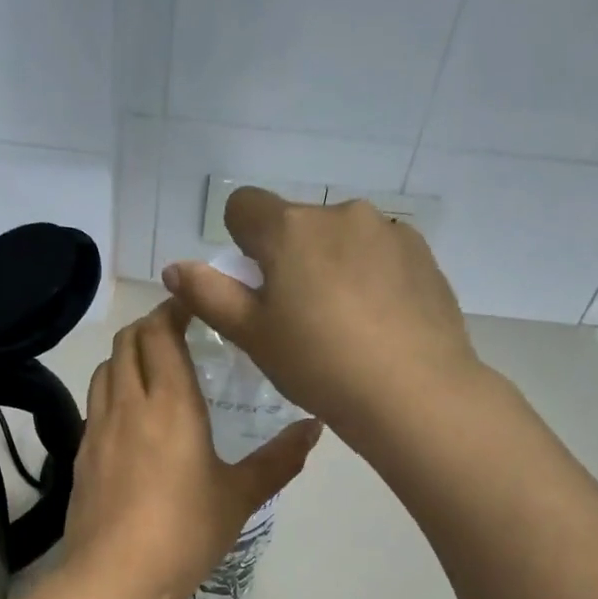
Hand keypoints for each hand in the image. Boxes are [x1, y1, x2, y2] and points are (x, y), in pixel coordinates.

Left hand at [63, 300, 320, 598]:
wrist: (114, 578)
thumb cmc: (185, 533)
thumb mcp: (240, 497)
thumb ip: (279, 459)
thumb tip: (315, 428)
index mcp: (170, 403)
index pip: (160, 332)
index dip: (174, 309)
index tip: (195, 305)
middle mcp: (128, 404)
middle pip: (127, 341)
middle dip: (150, 326)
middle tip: (178, 334)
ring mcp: (97, 429)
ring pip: (105, 370)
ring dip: (127, 356)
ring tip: (153, 370)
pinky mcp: (81, 456)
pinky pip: (95, 404)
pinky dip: (113, 390)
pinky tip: (131, 419)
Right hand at [161, 188, 481, 442]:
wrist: (412, 392)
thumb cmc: (319, 365)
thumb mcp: (254, 337)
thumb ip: (210, 296)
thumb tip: (175, 268)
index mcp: (290, 229)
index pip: (243, 206)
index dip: (240, 243)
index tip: (255, 286)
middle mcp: (339, 213)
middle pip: (296, 225)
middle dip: (289, 259)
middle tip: (298, 319)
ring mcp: (387, 230)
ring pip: (341, 239)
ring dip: (332, 265)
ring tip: (345, 325)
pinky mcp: (422, 253)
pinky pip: (380, 254)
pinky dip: (371, 276)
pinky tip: (380, 322)